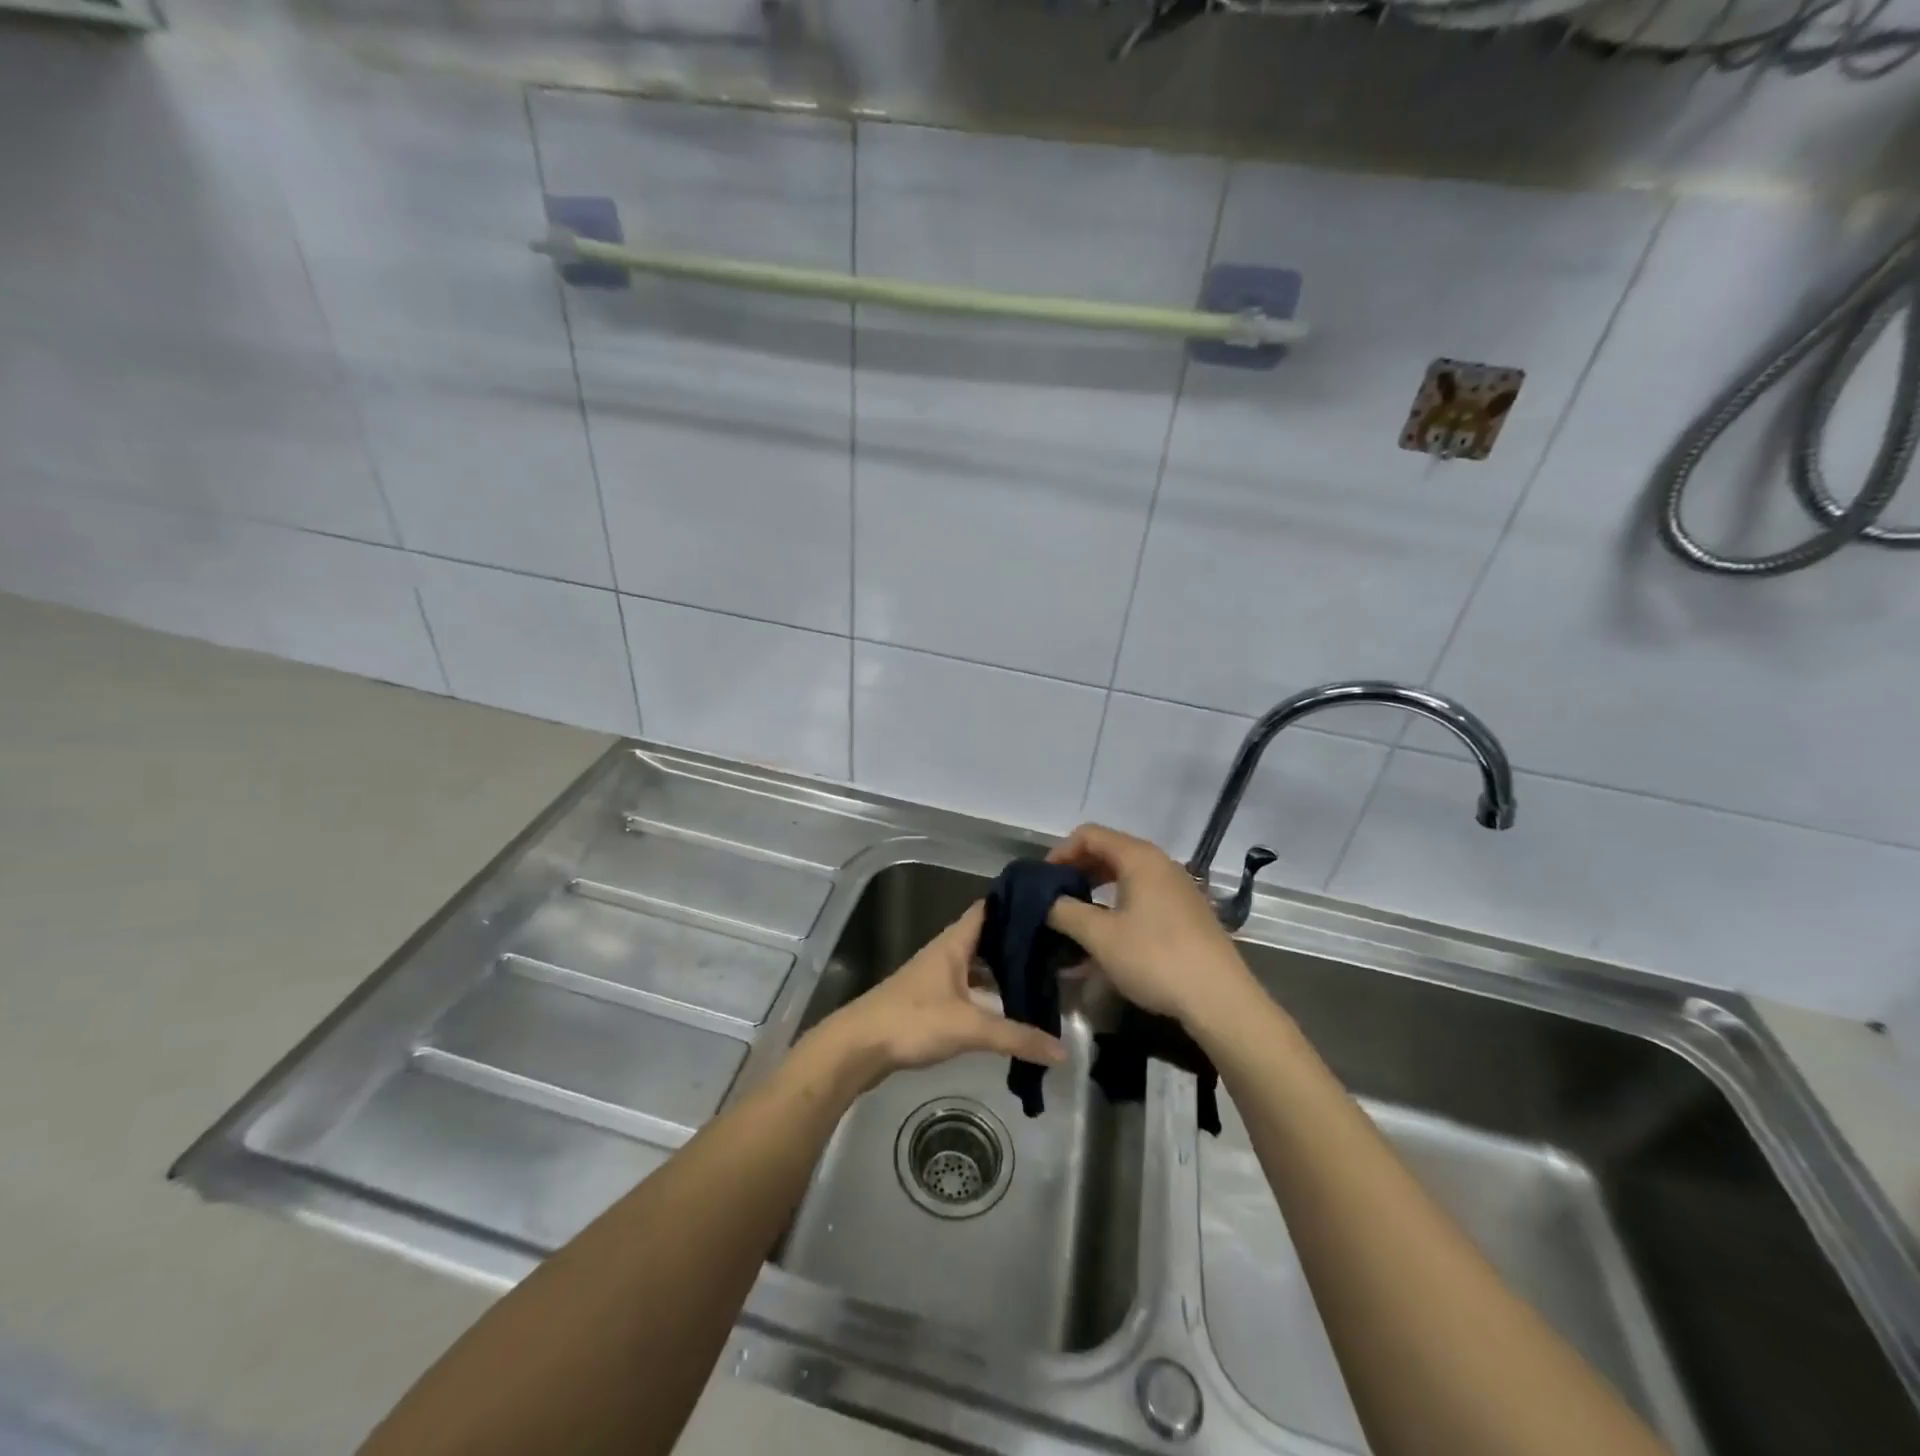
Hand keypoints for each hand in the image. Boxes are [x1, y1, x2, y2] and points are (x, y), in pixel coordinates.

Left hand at [809, 902, 1066, 1092]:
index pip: (989, 908)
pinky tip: (1010, 1008)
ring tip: (1043, 976)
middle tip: (1058, 946)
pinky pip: (970, 987)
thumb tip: (1062, 1051)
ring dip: (1004, 969)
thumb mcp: (969, 1028)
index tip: (1051, 905)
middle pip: (987, 938)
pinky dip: (990, 993)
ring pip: (979, 965)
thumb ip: (1016, 1037)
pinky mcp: (932, 1001)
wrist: (858, 1047)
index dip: (1016, 903)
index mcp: (954, 943)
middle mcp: (946, 953)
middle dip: (1018, 940)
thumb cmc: (912, 1021)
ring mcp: (937, 977)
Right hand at [1044, 823, 1253, 1029]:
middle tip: (1054, 900)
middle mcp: (1160, 865)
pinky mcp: (1185, 915)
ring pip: (1125, 880)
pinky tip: (1104, 943)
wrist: (1219, 1000)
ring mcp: (1176, 890)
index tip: (1042, 881)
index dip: (1060, 852)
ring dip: (1095, 895)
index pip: (1089, 835)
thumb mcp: (1100, 936)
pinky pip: (1141, 900)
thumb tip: (1046, 902)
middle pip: (1108, 853)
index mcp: (1139, 858)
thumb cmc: (1155, 958)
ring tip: (1074, 923)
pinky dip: (1117, 911)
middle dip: (1077, 873)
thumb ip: (1065, 912)